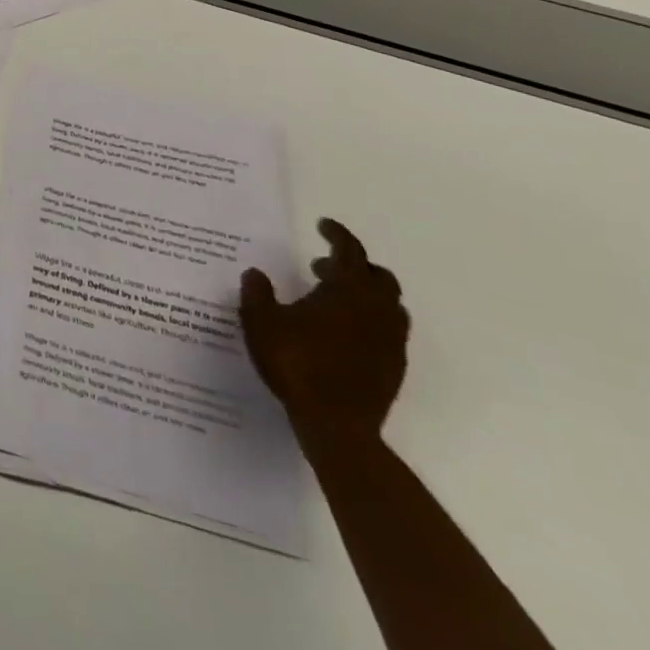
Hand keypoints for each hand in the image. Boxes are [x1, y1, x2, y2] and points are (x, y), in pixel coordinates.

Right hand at [240, 219, 409, 448]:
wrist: (336, 425)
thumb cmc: (297, 363)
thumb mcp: (261, 322)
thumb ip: (258, 293)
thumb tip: (256, 273)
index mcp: (348, 291)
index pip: (350, 251)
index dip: (337, 235)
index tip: (323, 225)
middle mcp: (376, 310)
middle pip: (378, 276)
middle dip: (353, 265)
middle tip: (321, 266)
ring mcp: (390, 341)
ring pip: (388, 305)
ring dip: (364, 293)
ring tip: (331, 299)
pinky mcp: (393, 367)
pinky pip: (388, 331)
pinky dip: (369, 320)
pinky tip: (341, 333)